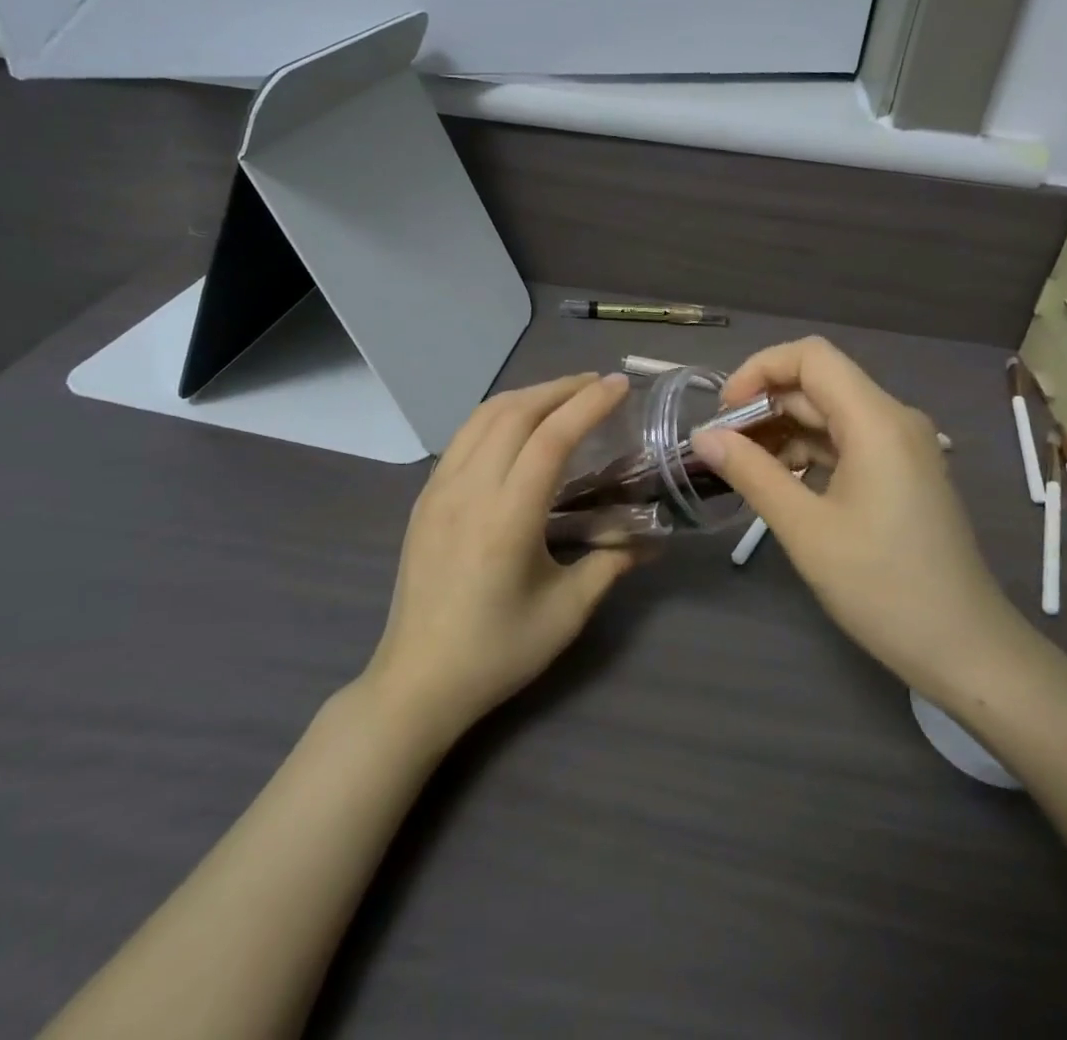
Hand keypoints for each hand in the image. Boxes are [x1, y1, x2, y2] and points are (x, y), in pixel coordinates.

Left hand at [366, 372, 635, 741]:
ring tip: (562, 395)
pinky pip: (464, 436)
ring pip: (483, 417)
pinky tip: (517, 426)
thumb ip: (610, 564)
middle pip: (515, 413)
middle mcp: (468, 490)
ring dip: (527, 396)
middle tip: (598, 385)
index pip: (551, 438)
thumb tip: (649, 539)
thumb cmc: (496, 652)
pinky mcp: (425, 498)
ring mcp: (439, 490)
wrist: (417, 682)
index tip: (620, 385)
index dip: (588, 404)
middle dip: (560, 388)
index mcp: (506, 518)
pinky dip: (498, 415)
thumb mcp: (566, 613)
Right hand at [692, 338, 1039, 704]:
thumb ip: (751, 473)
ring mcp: (903, 447)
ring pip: (831, 415)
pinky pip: (848, 442)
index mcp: (876, 420)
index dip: (760, 370)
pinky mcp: (903, 473)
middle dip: (766, 407)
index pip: (811, 357)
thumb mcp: (806, 530)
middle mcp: (894, 420)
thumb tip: (703, 437)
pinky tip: (781, 486)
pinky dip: (809, 454)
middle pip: (819, 385)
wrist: (965, 650)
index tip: (724, 413)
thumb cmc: (883, 587)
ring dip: (784, 433)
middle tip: (722, 449)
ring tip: (744, 471)